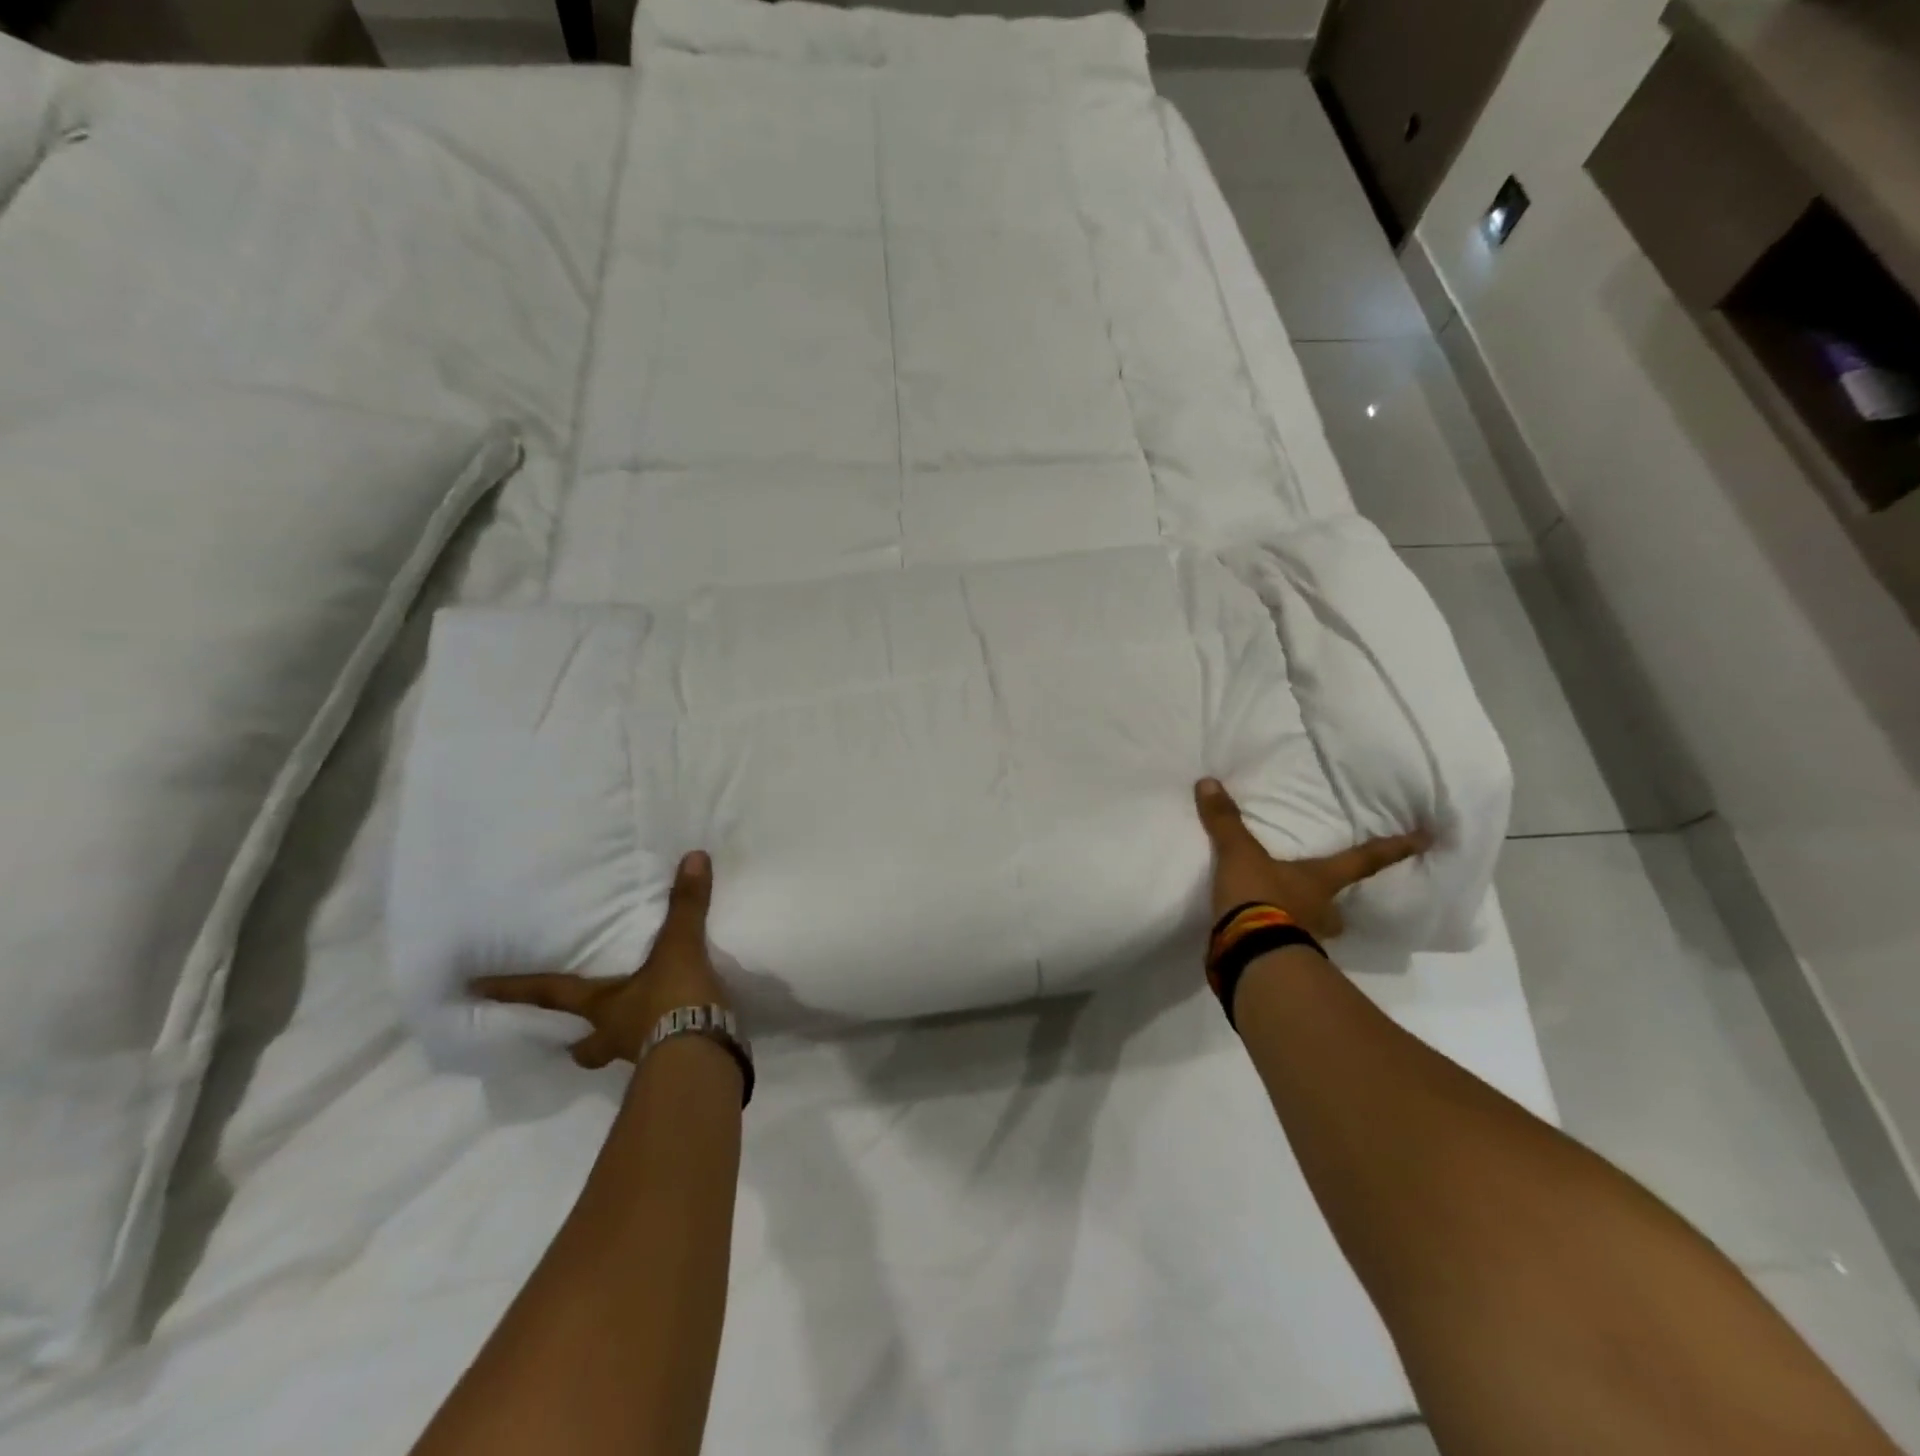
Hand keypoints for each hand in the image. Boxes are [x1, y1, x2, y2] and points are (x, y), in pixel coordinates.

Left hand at [474, 851, 728, 1069]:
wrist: (702, 1056)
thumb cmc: (673, 1000)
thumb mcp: (679, 947)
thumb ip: (685, 905)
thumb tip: (694, 856)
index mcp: (603, 1006)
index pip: (550, 994)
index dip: (514, 989)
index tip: (473, 989)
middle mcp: (614, 1034)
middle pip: (584, 1045)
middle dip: (577, 1042)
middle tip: (574, 1039)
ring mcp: (642, 1056)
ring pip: (617, 1054)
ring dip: (621, 1045)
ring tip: (636, 1033)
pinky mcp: (672, 1068)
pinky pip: (659, 1056)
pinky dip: (664, 1046)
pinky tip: (678, 1038)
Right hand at [1195, 778, 1429, 939]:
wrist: (1248, 953)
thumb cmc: (1259, 897)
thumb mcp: (1238, 854)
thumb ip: (1225, 821)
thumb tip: (1208, 782)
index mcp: (1319, 881)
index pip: (1363, 860)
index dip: (1393, 848)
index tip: (1426, 840)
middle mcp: (1321, 912)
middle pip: (1338, 908)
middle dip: (1333, 905)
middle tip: (1325, 900)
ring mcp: (1304, 941)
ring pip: (1314, 931)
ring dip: (1303, 924)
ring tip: (1282, 916)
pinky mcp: (1282, 962)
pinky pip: (1283, 947)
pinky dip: (1273, 940)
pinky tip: (1255, 935)